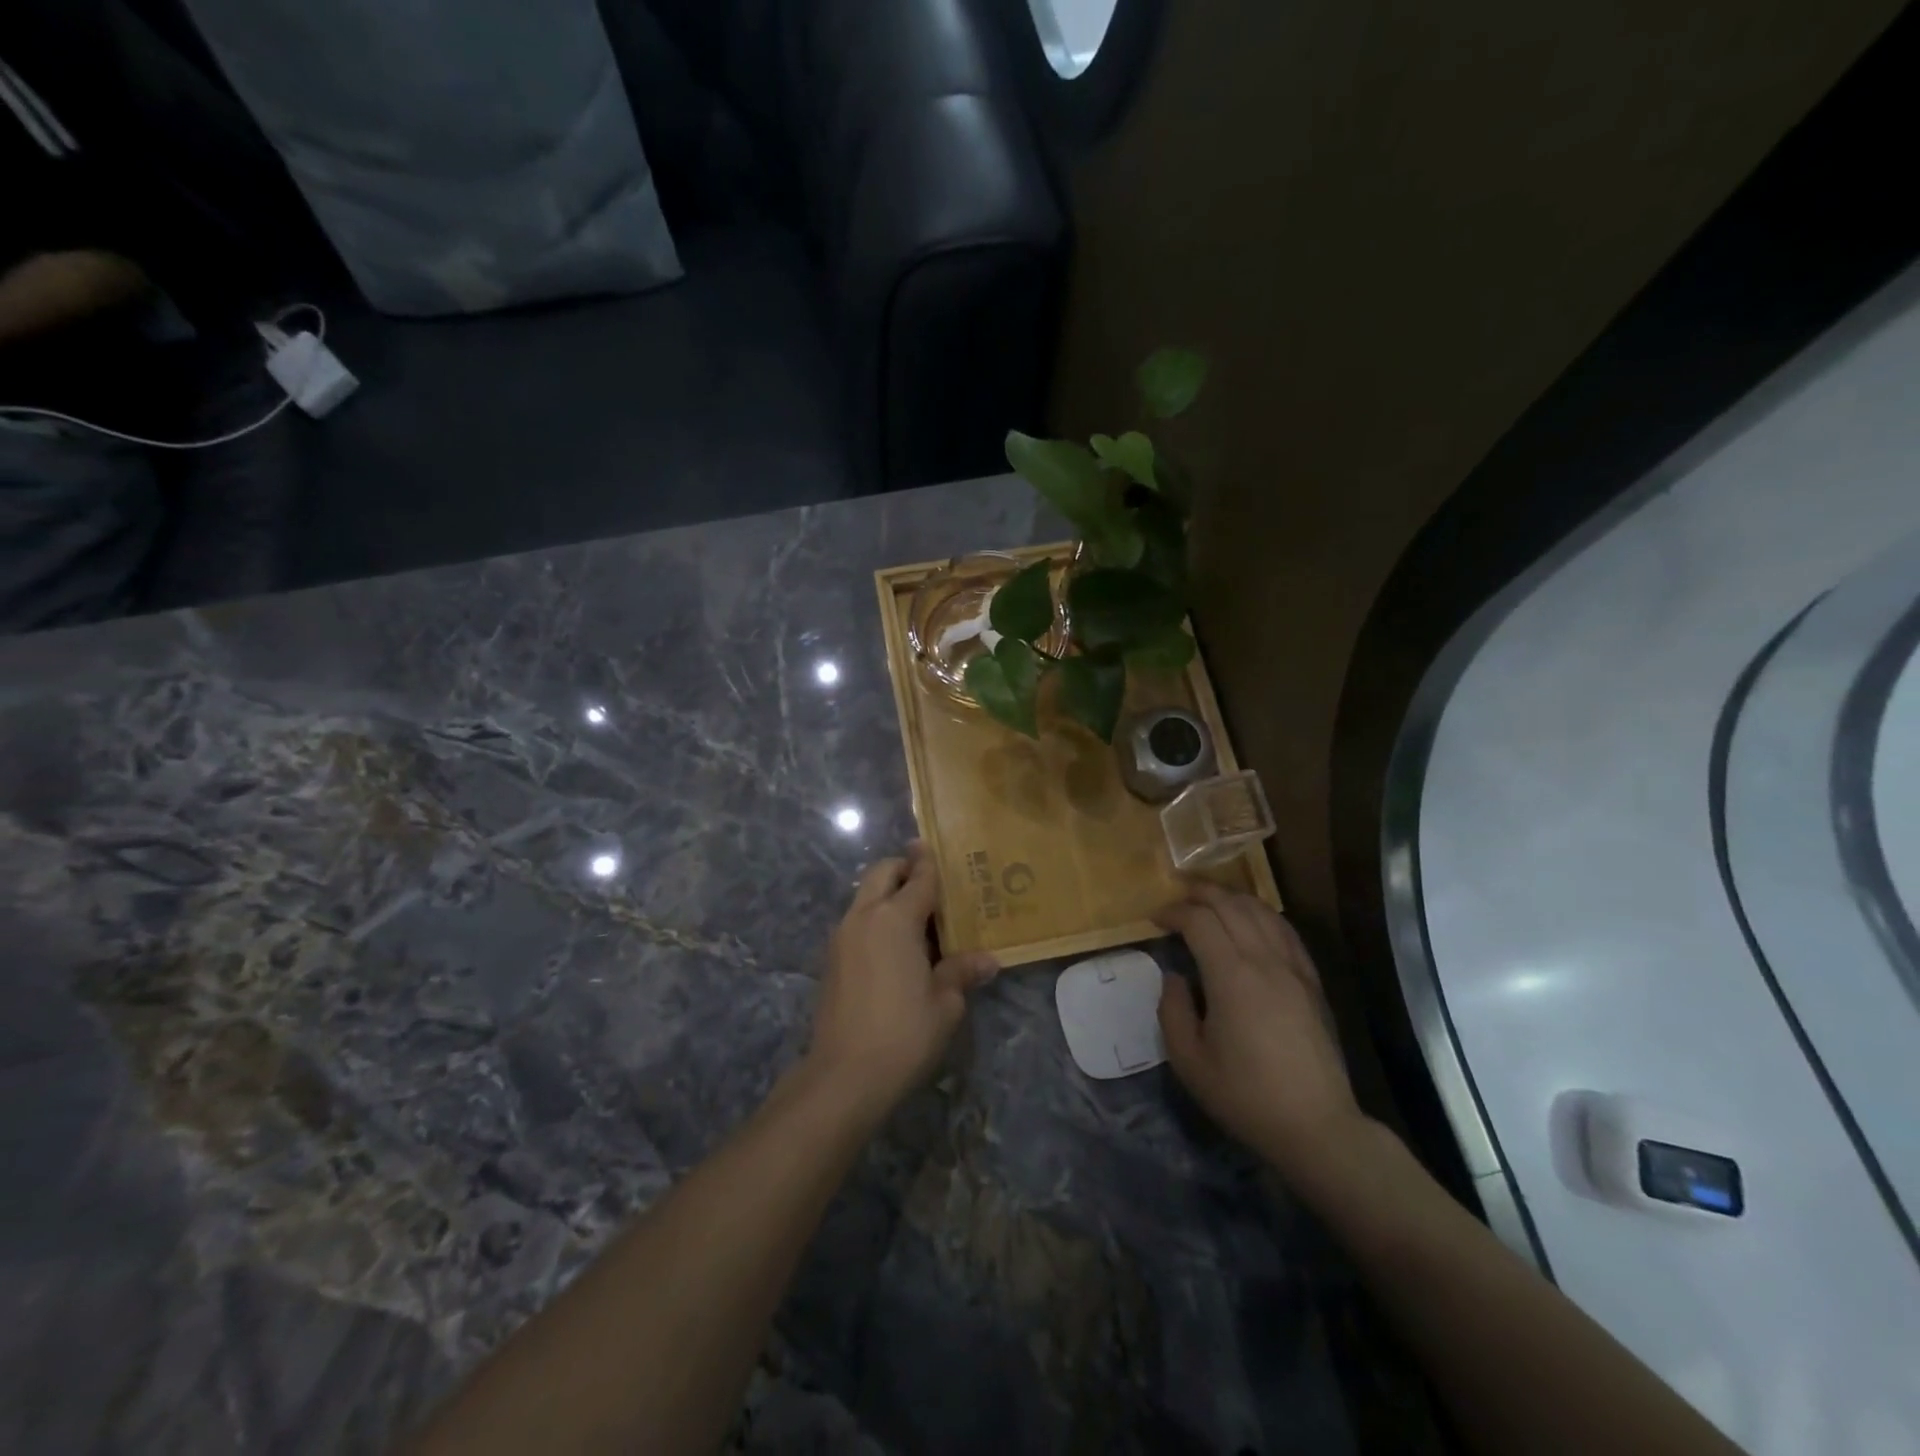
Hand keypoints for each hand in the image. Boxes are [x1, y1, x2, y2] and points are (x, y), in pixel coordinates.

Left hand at [805, 843, 999, 1115]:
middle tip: (929, 881)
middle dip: (904, 868)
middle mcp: (864, 917)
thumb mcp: (945, 1004)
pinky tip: (896, 948)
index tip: (937, 847)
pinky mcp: (831, 959)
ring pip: (865, 896)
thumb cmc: (904, 1033)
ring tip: (917, 918)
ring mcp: (842, 937)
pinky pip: (857, 921)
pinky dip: (875, 918)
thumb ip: (961, 972)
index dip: (931, 862)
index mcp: (895, 919)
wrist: (844, 1075)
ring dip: (887, 893)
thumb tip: (988, 960)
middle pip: (882, 873)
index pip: (919, 878)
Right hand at [1157, 884, 1368, 1176]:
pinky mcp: (1312, 982)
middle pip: (1232, 905)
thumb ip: (1173, 1011)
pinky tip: (1252, 920)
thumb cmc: (1245, 1097)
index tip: (1155, 919)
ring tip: (1210, 901)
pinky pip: (1286, 931)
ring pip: (1262, 911)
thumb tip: (1174, 977)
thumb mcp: (1189, 1062)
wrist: (1316, 1127)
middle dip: (1201, 893)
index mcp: (1232, 977)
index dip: (1174, 912)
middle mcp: (1265, 961)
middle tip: (1177, 896)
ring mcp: (1294, 968)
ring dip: (1232, 898)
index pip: (1200, 921)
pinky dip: (1263, 915)